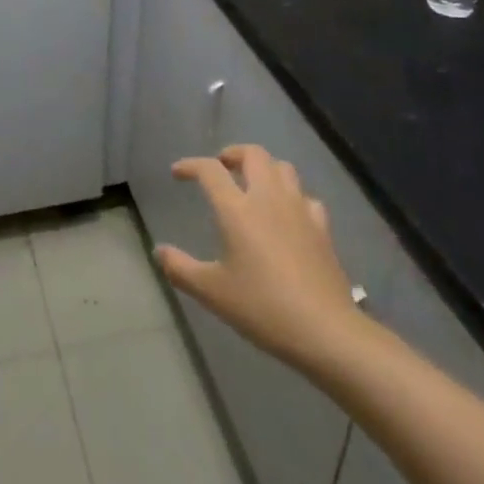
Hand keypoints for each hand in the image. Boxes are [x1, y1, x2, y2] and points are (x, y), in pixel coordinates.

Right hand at [156, 145, 365, 378]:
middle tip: (221, 168)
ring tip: (253, 184)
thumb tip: (159, 251)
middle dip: (233, 154)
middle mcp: (268, 197)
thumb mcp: (212, 292)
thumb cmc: (262, 307)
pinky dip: (292, 196)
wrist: (324, 329)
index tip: (178, 172)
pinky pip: (305, 196)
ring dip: (264, 167)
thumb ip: (181, 268)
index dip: (191, 165)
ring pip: (282, 167)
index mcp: (237, 209)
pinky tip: (287, 213)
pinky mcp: (321, 226)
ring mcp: (298, 209)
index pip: (210, 170)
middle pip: (253, 154)